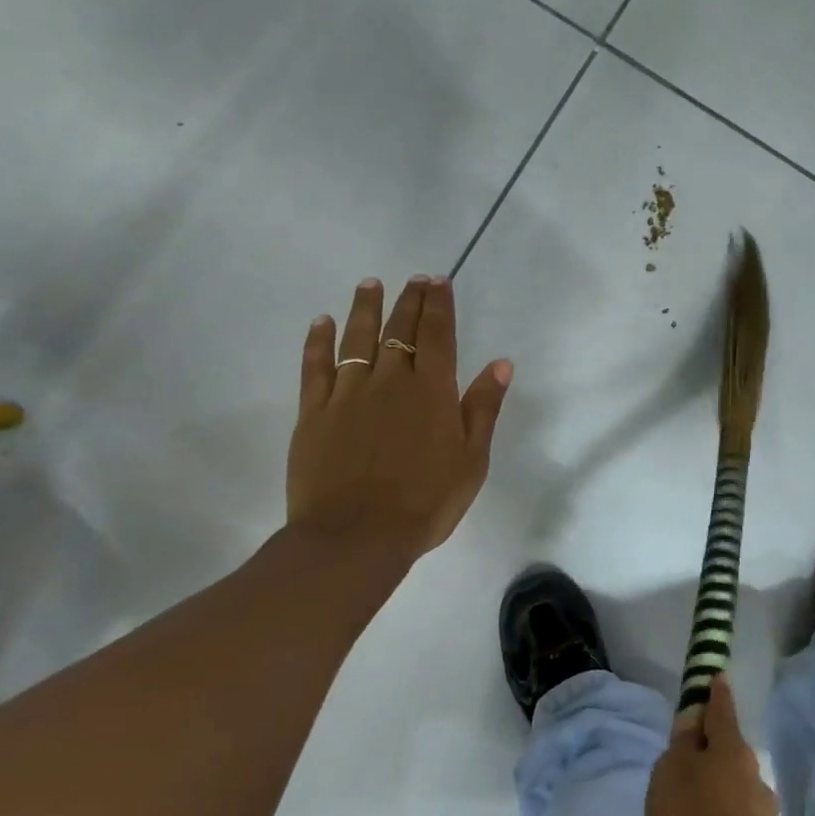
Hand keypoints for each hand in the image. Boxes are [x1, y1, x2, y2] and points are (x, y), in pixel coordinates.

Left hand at [287, 275, 511, 569]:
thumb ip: (483, 408)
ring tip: (369, 284)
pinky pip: (315, 367)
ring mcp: (348, 394)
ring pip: (357, 339)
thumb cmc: (426, 502)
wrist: (357, 537)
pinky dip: (317, 341)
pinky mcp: (313, 413)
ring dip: (365, 308)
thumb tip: (500, 363)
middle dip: (409, 300)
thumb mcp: (472, 459)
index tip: (438, 280)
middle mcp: (390, 381)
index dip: (438, 304)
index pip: (438, 334)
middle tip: (413, 278)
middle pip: (400, 330)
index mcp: (432, 391)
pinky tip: (321, 322)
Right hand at [642, 676, 778, 815]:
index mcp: (734, 751)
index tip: (715, 677)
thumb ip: (682, 742)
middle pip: (720, 758)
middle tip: (666, 785)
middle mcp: (754, 778)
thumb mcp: (670, 772)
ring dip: (697, 807)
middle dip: (696, 766)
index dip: (715, 692)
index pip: (723, 708)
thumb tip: (694, 720)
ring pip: (719, 799)